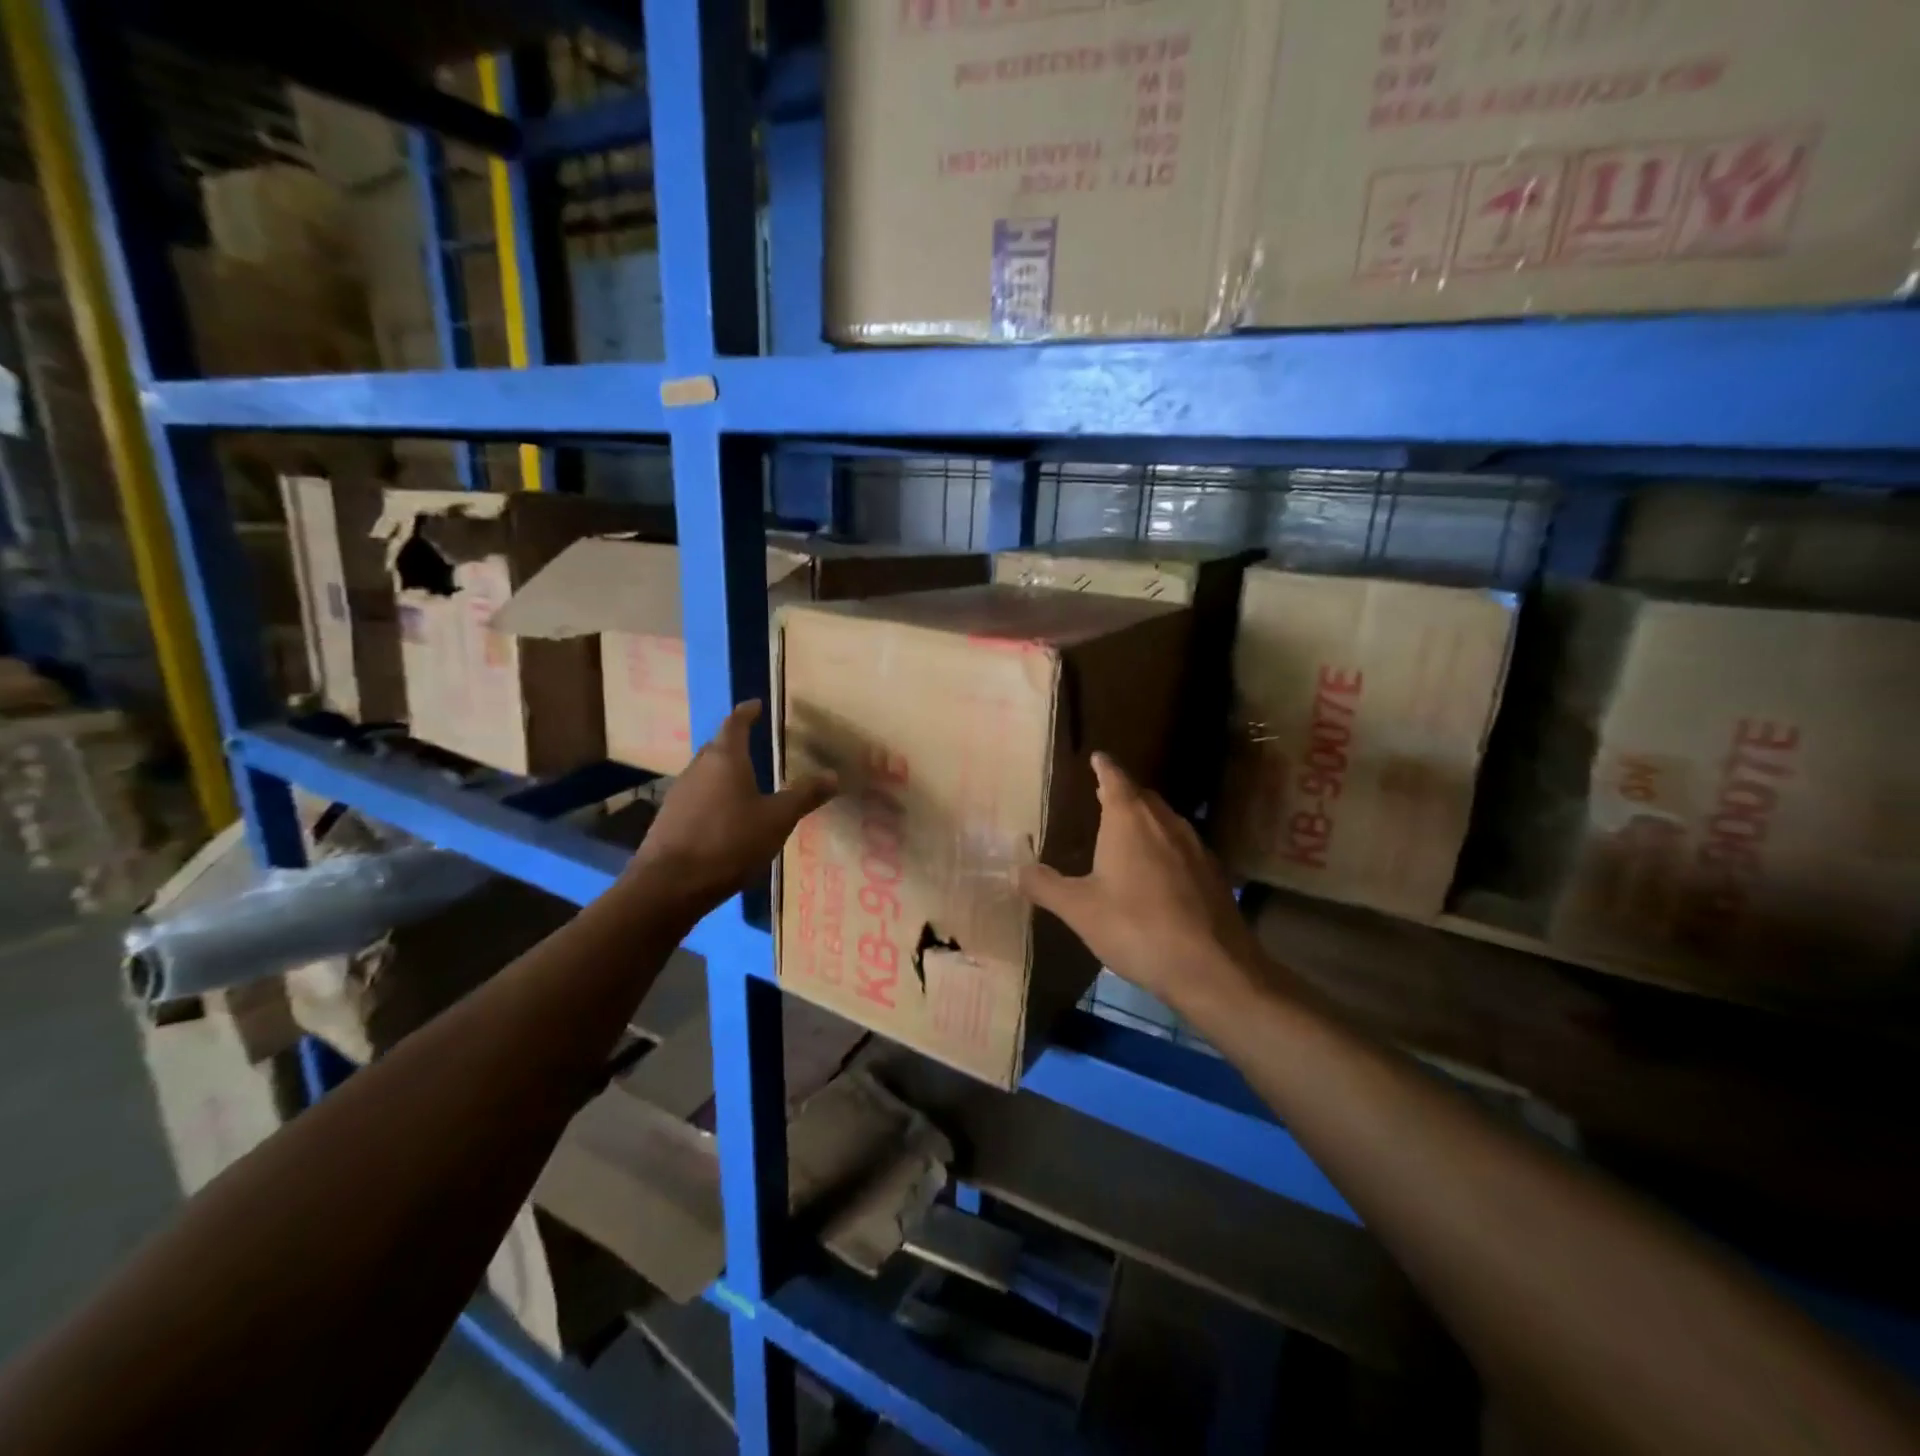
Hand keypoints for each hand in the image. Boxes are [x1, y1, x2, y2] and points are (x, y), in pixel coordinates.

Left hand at [626, 701, 836, 921]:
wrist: (670, 885)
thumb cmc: (729, 842)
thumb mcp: (777, 820)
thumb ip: (804, 796)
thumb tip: (834, 775)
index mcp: (725, 758)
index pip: (736, 724)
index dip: (747, 713)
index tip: (756, 705)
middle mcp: (698, 768)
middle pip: (718, 747)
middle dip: (736, 743)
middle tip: (757, 745)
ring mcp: (679, 793)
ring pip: (706, 773)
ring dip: (725, 773)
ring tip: (746, 782)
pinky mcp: (669, 819)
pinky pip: (698, 797)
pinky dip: (714, 797)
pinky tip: (726, 816)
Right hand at [1020, 753, 1263, 1016]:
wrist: (1211, 966)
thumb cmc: (1136, 927)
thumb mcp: (1080, 909)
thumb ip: (1046, 886)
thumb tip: (1017, 869)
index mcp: (1130, 819)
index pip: (1115, 779)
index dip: (1104, 767)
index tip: (1097, 757)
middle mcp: (1165, 822)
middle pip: (1143, 796)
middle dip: (1123, 793)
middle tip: (1104, 795)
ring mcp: (1195, 846)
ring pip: (1166, 820)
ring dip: (1146, 819)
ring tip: (1128, 830)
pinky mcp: (1213, 873)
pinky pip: (1183, 846)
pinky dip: (1165, 847)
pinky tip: (1159, 871)